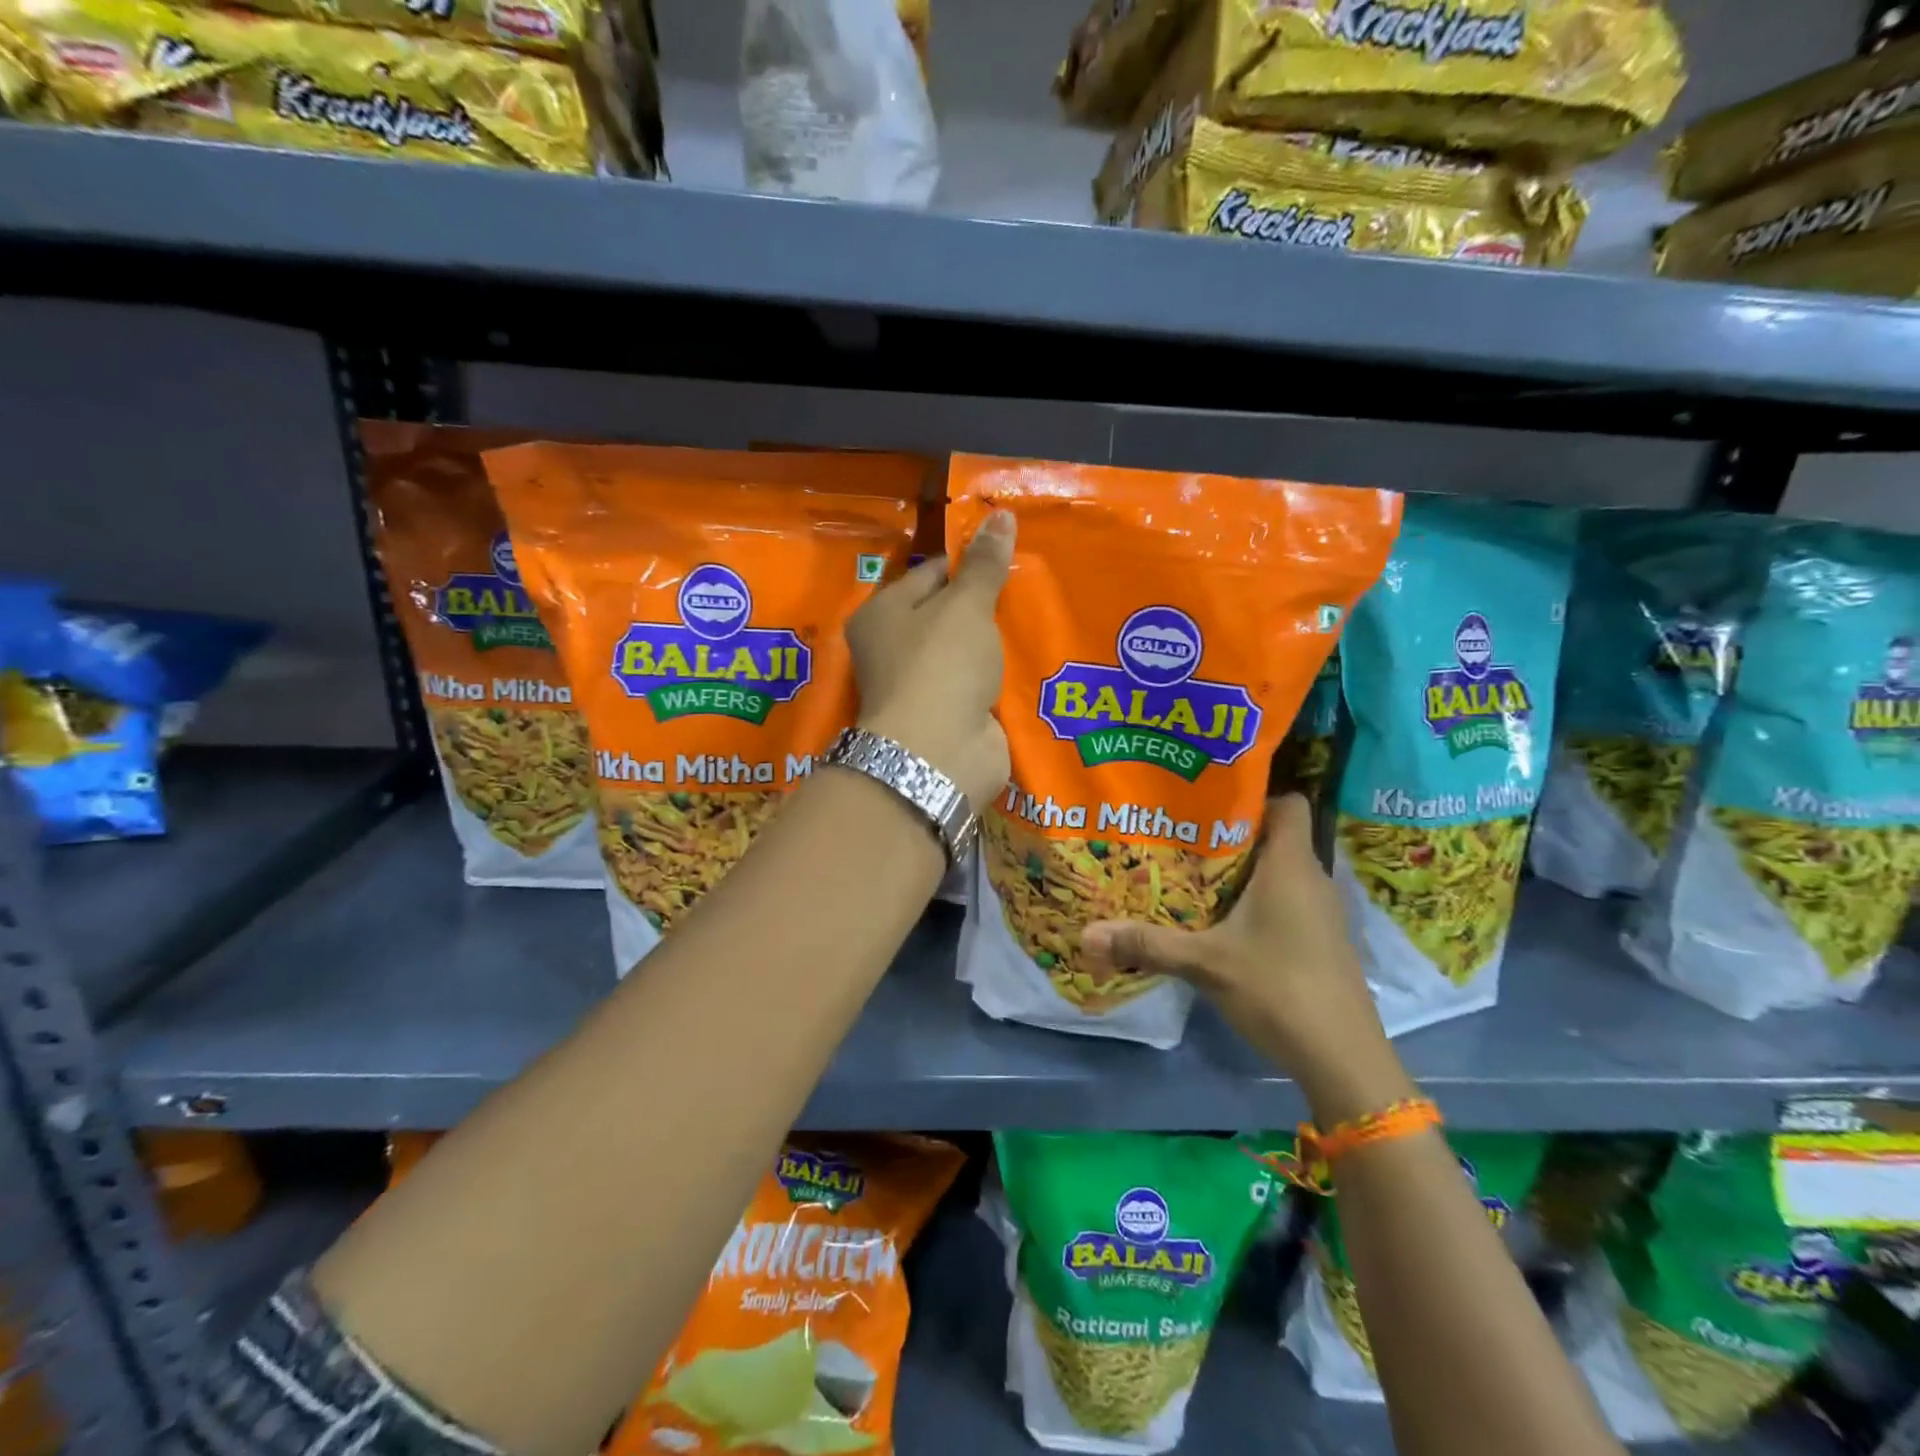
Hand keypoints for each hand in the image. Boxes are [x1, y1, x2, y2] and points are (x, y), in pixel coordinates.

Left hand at [845, 510, 1014, 808]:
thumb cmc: (941, 664)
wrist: (939, 753)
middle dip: (985, 604)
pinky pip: (977, 684)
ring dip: (994, 642)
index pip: (929, 573)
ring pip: (965, 651)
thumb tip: (1000, 514)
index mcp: (882, 614)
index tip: (1008, 554)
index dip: (968, 562)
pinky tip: (1030, 659)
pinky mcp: (947, 716)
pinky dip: (999, 676)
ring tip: (1037, 615)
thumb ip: (985, 565)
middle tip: (1030, 584)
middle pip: (946, 614)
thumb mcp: (965, 605)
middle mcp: (893, 648)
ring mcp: (921, 686)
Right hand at [1080, 795, 1414, 1123]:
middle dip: (1229, 833)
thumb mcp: (1206, 963)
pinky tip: (1221, 918)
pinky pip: (1285, 899)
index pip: (1287, 803)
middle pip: (1274, 836)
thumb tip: (1086, 934)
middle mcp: (1311, 879)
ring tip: (1191, 871)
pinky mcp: (1320, 940)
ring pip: (1278, 871)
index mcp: (1290, 867)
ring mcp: (1320, 912)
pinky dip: (1255, 898)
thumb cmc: (1279, 990)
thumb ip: (1147, 944)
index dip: (1252, 794)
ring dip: (1240, 869)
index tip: (1207, 798)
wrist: (1344, 1059)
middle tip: (1180, 834)